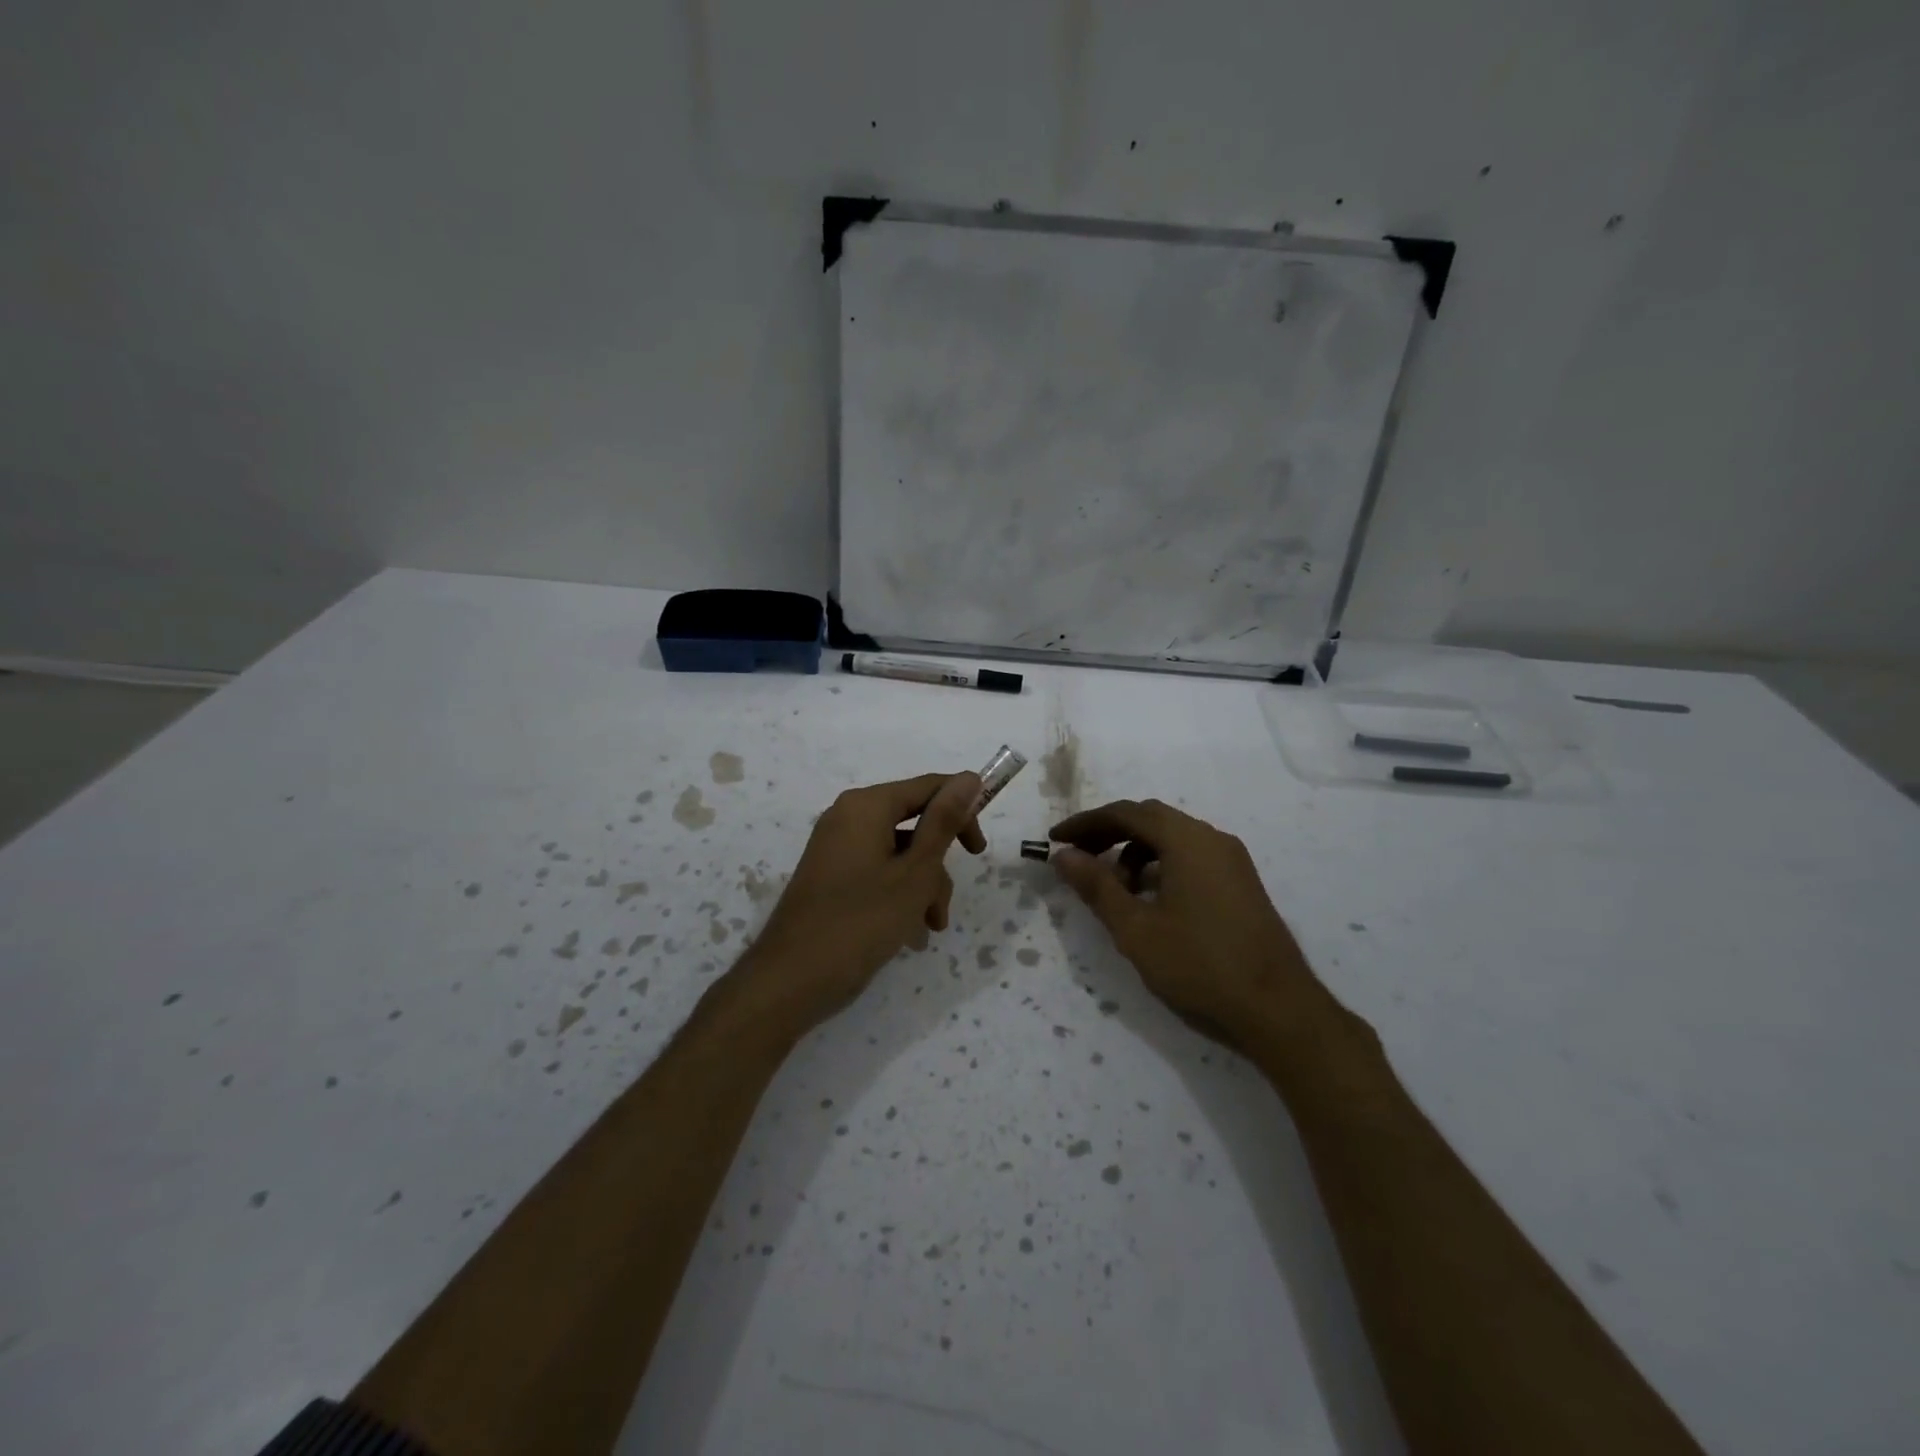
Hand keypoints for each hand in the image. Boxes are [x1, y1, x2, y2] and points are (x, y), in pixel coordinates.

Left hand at [733, 771, 985, 1032]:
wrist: (791, 980)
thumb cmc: (861, 922)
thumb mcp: (915, 872)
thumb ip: (943, 822)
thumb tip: (969, 777)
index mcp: (867, 806)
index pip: (928, 787)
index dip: (963, 810)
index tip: (981, 848)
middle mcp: (848, 817)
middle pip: (914, 822)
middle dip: (939, 862)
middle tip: (951, 896)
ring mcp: (836, 847)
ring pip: (899, 852)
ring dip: (923, 886)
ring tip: (930, 927)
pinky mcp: (832, 876)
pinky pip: (878, 870)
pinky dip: (899, 893)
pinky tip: (910, 932)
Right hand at [1050, 799, 1322, 1048]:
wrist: (1280, 1011)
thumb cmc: (1200, 966)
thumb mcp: (1136, 929)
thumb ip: (1097, 887)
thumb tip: (1065, 856)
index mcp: (1187, 840)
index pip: (1126, 813)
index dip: (1085, 824)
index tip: (1055, 841)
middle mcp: (1212, 838)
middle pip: (1150, 819)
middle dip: (1108, 834)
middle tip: (1077, 859)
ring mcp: (1232, 861)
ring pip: (1172, 839)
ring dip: (1135, 853)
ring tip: (1115, 890)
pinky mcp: (1241, 883)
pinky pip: (1191, 857)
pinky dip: (1160, 866)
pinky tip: (1150, 901)